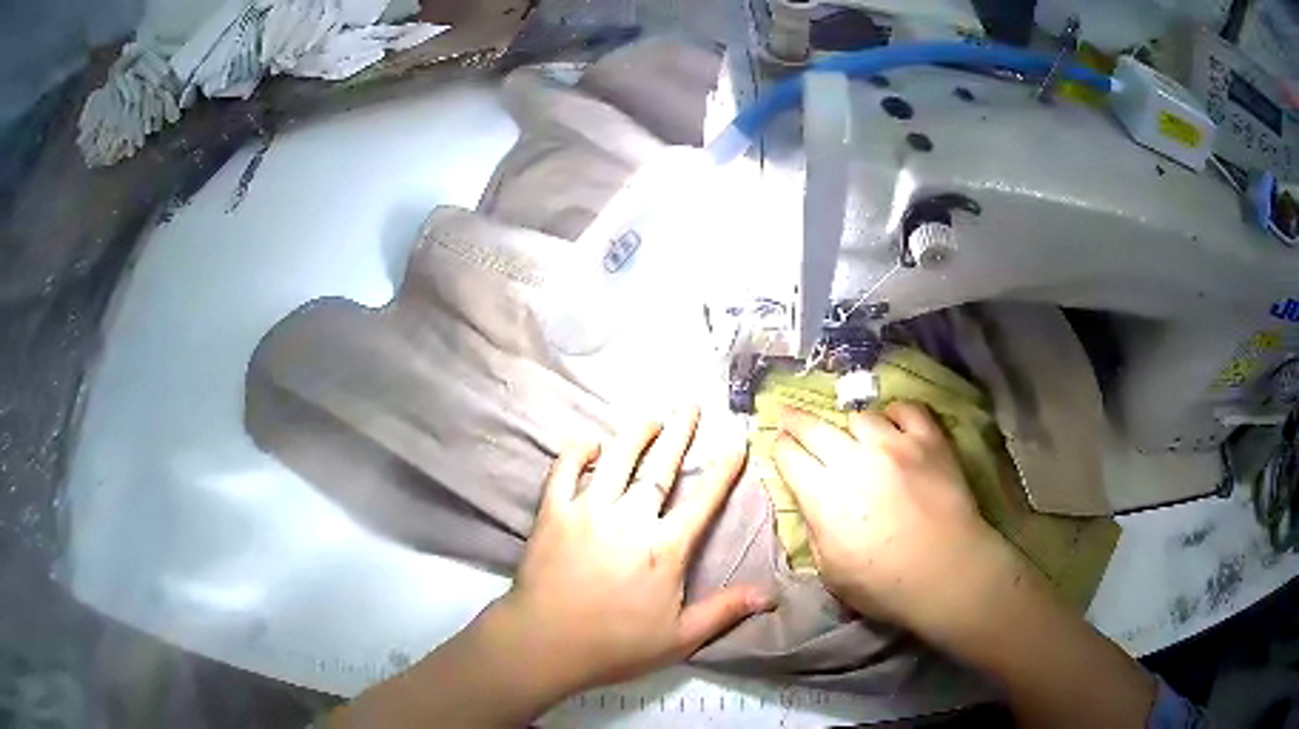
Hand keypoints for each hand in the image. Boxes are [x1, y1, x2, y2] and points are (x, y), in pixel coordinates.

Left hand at [492, 407, 772, 695]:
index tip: (737, 443)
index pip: (702, 501)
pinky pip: (563, 471)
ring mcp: (587, 511)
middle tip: (691, 406)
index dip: (723, 471)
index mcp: (664, 548)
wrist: (544, 643)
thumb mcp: (680, 638)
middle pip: (659, 468)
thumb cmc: (615, 645)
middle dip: (679, 434)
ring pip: (615, 460)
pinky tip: (588, 444)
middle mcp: (629, 519)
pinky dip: (576, 453)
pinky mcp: (552, 513)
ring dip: (634, 435)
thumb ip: (724, 611)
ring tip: (650, 418)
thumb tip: (770, 594)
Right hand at [772, 401, 1003, 630]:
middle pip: (814, 428)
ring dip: (850, 427)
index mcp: (824, 497)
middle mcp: (854, 461)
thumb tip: (810, 501)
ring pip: (859, 416)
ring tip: (854, 436)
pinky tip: (894, 425)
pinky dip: (894, 415)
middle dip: (795, 420)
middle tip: (788, 415)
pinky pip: (906, 409)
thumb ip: (814, 529)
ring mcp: (895, 445)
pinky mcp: (929, 440)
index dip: (778, 448)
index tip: (777, 444)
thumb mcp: (830, 571)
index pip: (789, 457)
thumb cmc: (885, 585)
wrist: (949, 573)